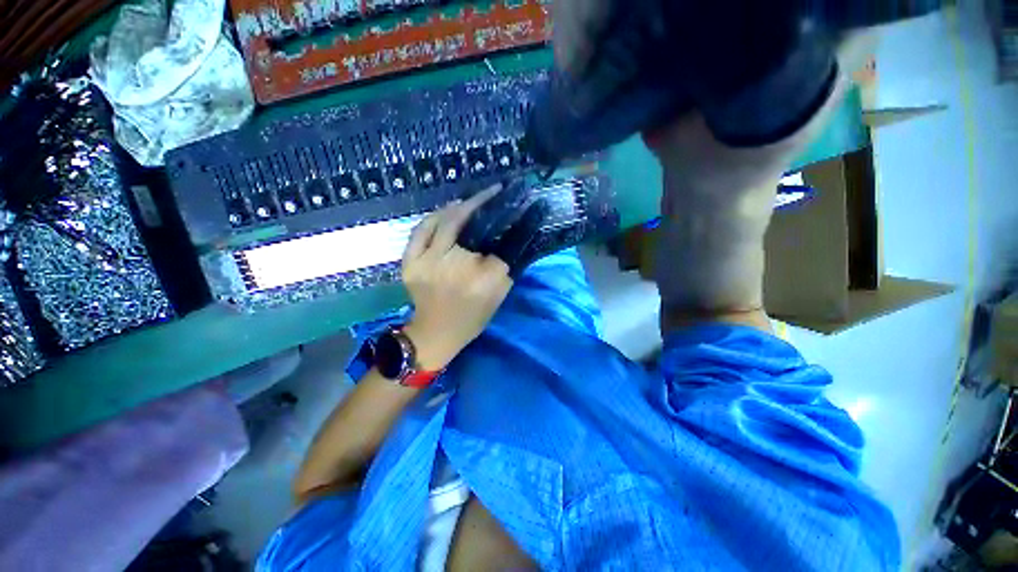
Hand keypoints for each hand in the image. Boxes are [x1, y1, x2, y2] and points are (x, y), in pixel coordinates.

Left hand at [401, 186, 512, 369]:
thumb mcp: (498, 294)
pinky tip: (447, 211)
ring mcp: (425, 262)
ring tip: (471, 201)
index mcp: (478, 279)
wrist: (436, 333)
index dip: (502, 216)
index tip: (509, 201)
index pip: (495, 239)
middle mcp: (450, 266)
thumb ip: (506, 265)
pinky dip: (434, 217)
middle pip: (463, 222)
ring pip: (440, 221)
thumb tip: (509, 236)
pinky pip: (420, 231)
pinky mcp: (409, 263)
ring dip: (457, 207)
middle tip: (491, 192)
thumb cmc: (471, 317)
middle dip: (479, 201)